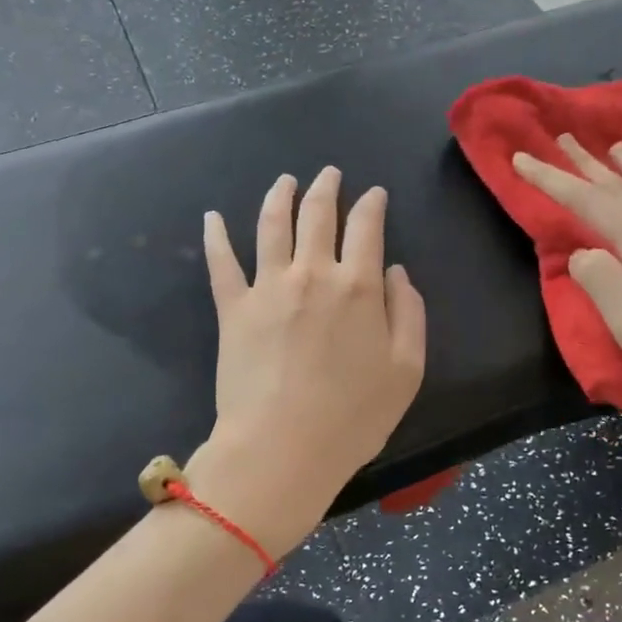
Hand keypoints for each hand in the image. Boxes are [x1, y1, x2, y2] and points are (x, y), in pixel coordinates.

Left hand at [187, 168, 425, 557]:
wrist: (283, 448)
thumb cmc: (353, 417)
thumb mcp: (407, 371)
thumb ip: (409, 314)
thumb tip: (395, 272)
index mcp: (358, 286)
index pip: (367, 227)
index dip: (372, 204)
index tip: (374, 194)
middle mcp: (312, 273)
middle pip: (318, 214)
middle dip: (326, 187)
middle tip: (329, 173)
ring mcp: (268, 287)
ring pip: (272, 225)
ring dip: (279, 196)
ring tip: (285, 180)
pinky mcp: (233, 308)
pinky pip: (221, 262)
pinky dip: (215, 236)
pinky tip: (212, 217)